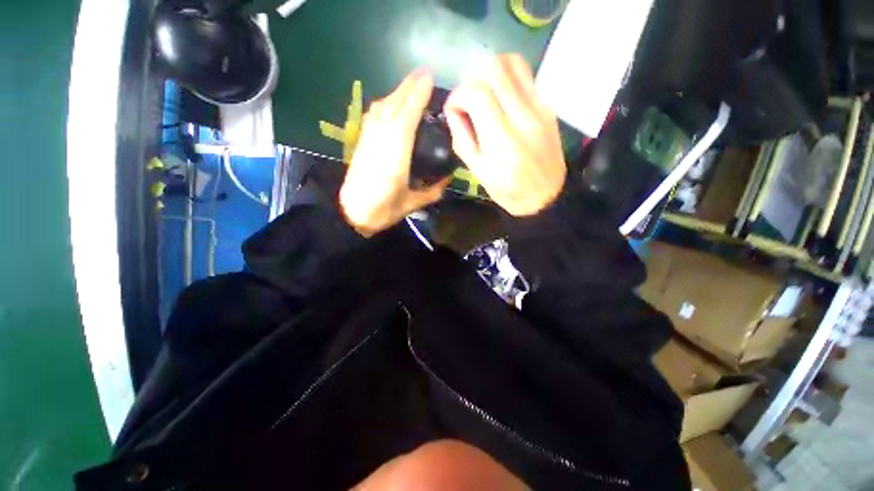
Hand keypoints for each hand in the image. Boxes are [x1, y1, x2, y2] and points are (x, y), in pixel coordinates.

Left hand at [340, 70, 450, 236]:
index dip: (417, 95)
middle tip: (424, 74)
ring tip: (410, 86)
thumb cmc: (383, 210)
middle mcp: (381, 138)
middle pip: (394, 104)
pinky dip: (383, 104)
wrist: (351, 213)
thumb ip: (432, 192)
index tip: (429, 79)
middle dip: (408, 86)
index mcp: (396, 153)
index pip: (408, 115)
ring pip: (382, 107)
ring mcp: (368, 138)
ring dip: (396, 93)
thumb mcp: (412, 204)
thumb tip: (448, 180)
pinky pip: (372, 115)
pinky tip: (389, 105)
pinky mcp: (361, 142)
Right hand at [444, 54, 565, 215]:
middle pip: (495, 67)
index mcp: (501, 139)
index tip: (453, 109)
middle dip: (472, 77)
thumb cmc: (508, 190)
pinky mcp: (549, 106)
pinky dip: (508, 79)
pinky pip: (527, 76)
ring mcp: (540, 107)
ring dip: (492, 71)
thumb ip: (462, 138)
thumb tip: (454, 110)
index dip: (458, 95)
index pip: (476, 93)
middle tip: (468, 98)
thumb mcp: (478, 171)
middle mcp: (523, 116)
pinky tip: (502, 98)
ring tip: (484, 91)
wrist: (546, 197)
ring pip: (514, 62)